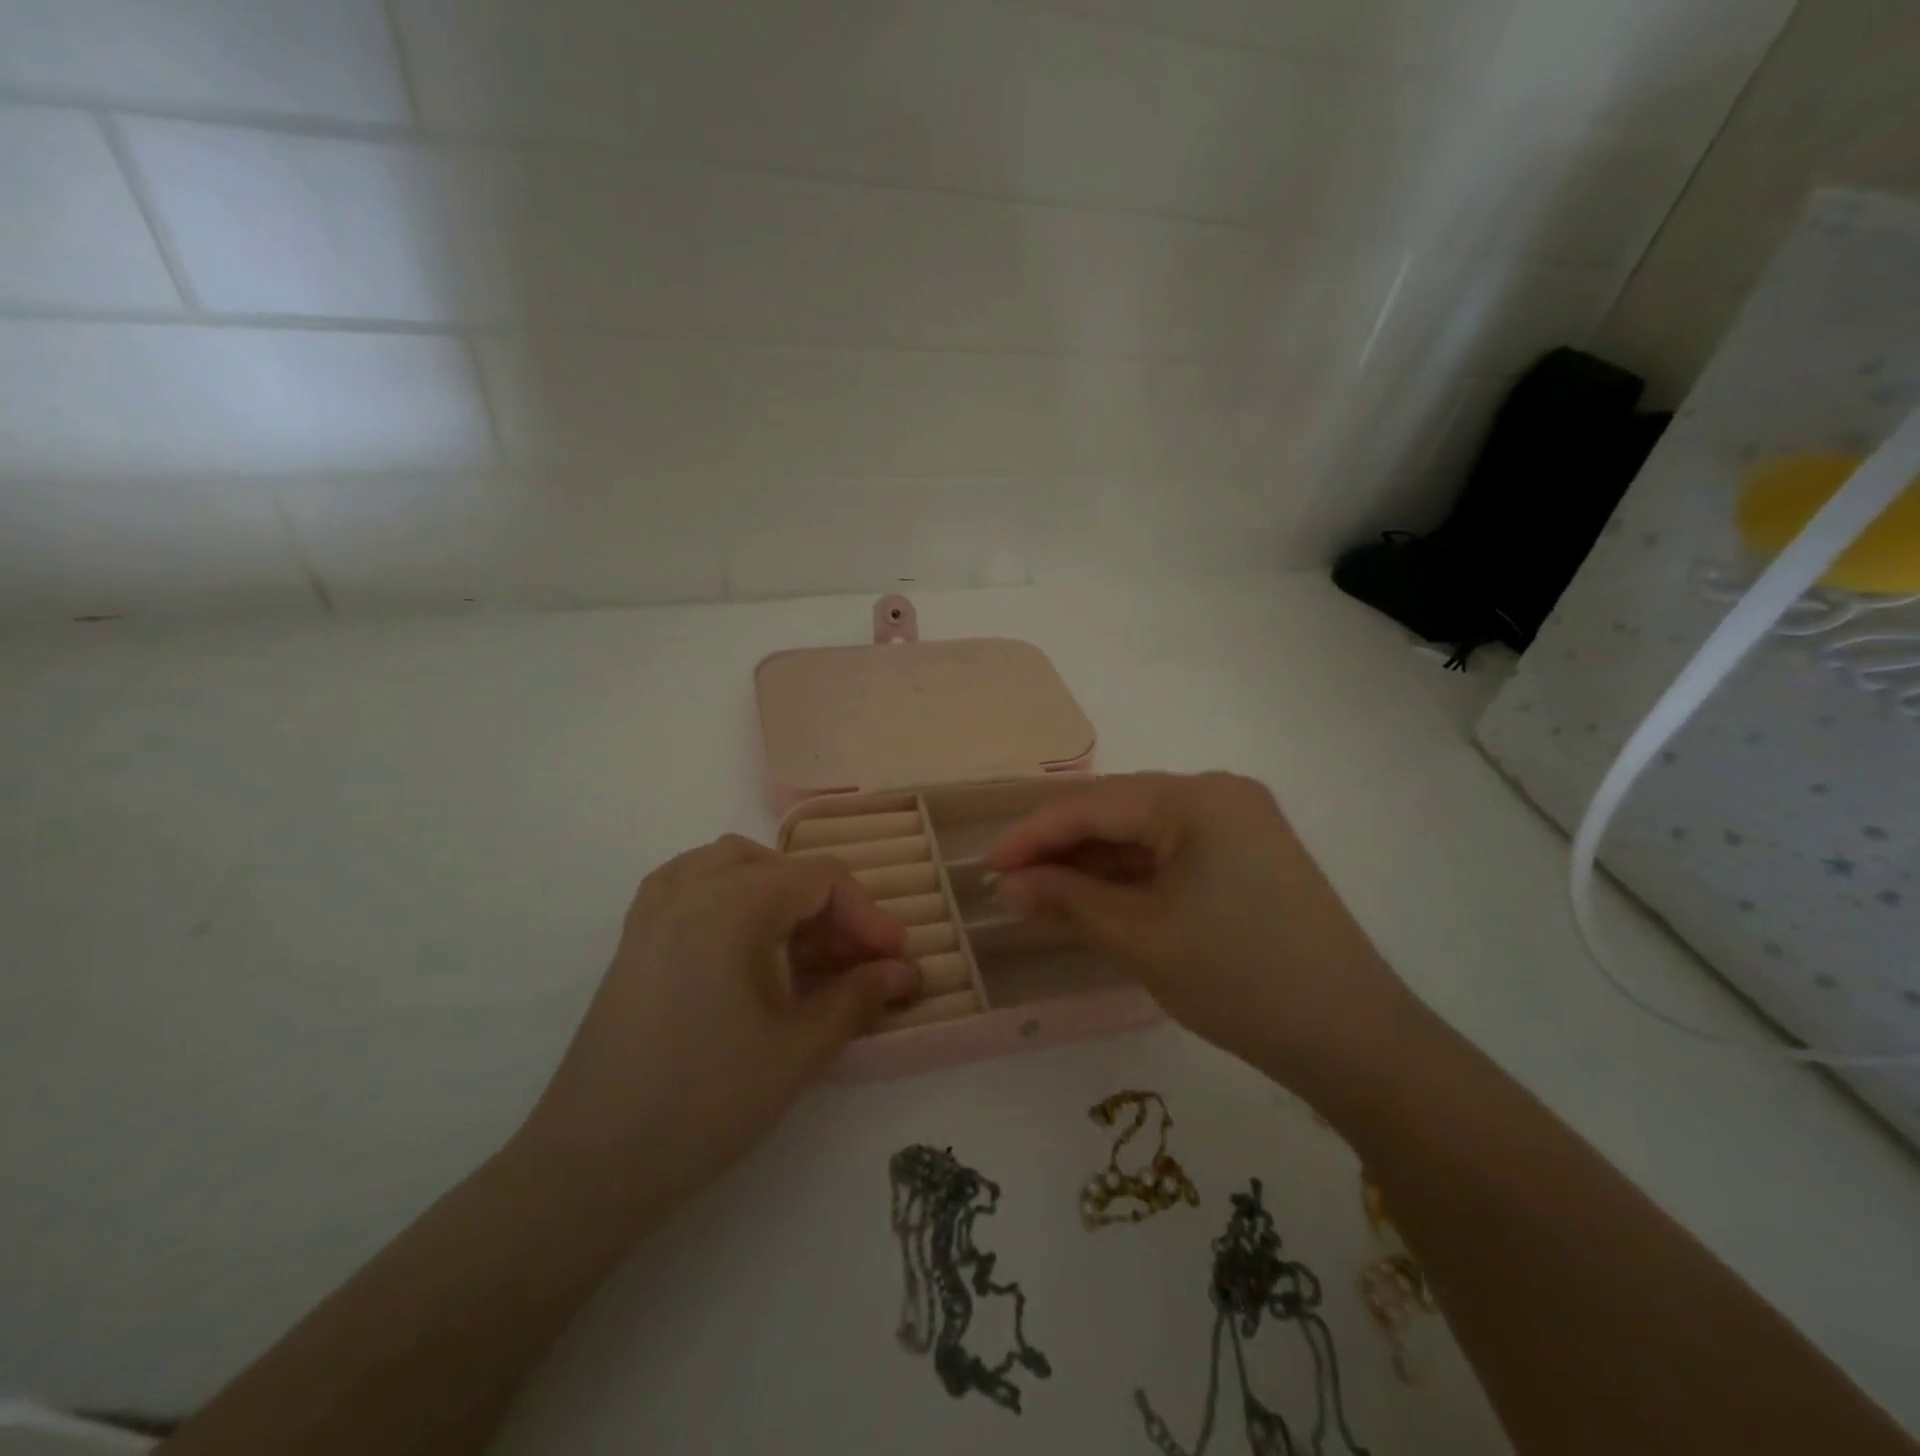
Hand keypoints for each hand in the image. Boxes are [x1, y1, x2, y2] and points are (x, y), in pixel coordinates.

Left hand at [517, 835, 916, 1217]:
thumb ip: (859, 997)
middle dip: (831, 910)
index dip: (868, 915)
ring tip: (808, 946)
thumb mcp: (799, 1049)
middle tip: (859, 962)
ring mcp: (655, 907)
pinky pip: (695, 882)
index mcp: (732, 905)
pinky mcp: (636, 934)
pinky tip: (749, 938)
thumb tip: (905, 972)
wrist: (591, 1163)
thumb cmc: (706, 1102)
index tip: (896, 959)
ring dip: (784, 895)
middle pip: (782, 869)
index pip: (821, 879)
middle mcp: (691, 887)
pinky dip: (735, 893)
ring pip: (737, 865)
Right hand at [985, 772, 1412, 1080]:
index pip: (1094, 805)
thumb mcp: (1140, 937)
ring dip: (1093, 865)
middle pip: (1118, 813)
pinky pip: (1172, 856)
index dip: (1033, 835)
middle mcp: (1219, 795)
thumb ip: (1067, 900)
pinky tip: (1096, 900)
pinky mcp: (1248, 859)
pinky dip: (1131, 878)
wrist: (1354, 1041)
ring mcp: (1239, 826)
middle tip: (1009, 884)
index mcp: (1198, 797)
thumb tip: (1008, 887)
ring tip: (1041, 895)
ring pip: (1144, 835)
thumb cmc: (1239, 979)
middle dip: (1061, 850)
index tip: (986, 865)